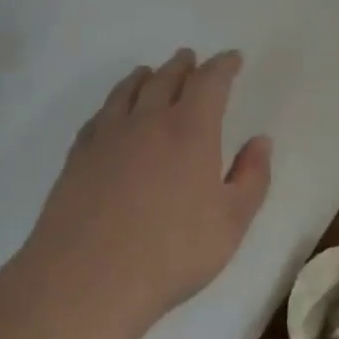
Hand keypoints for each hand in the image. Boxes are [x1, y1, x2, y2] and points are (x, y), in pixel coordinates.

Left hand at [23, 47, 272, 332]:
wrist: (86, 280)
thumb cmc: (171, 252)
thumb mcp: (231, 221)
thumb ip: (252, 177)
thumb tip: (260, 141)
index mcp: (191, 130)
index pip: (210, 82)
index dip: (224, 66)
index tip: (233, 58)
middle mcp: (149, 121)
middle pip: (167, 78)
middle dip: (183, 65)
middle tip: (190, 58)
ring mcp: (108, 137)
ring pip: (128, 91)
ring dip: (145, 76)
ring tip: (150, 72)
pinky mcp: (78, 157)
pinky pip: (100, 115)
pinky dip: (113, 102)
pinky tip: (113, 112)